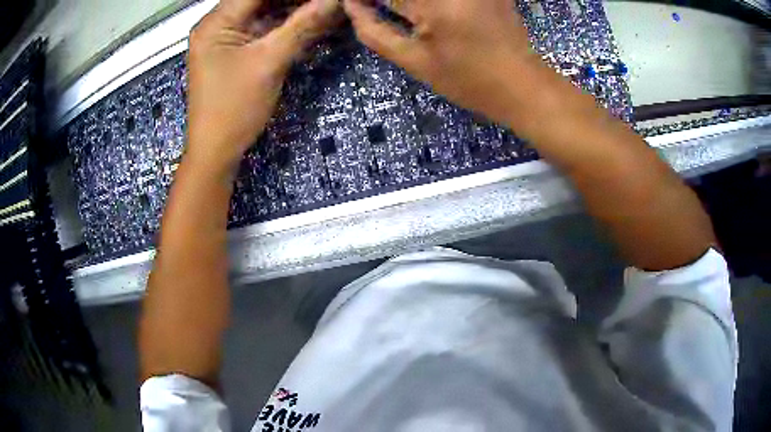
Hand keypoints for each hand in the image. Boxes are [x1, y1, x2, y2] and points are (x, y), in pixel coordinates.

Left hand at [187, 0, 339, 171]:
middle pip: (261, 0)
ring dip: (294, 9)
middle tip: (328, 3)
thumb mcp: (270, 62)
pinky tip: (311, 19)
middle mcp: (217, 23)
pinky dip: (285, 24)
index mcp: (216, 22)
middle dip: (296, 0)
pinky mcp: (234, 49)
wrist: (216, 151)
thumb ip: (303, 24)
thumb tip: (335, 0)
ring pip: (264, 11)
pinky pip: (262, 27)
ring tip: (324, 9)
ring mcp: (225, 36)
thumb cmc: (235, 109)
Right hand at [344, 0, 537, 122]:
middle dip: (390, 1)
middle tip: (375, 9)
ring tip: (409, 16)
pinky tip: (427, 13)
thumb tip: (351, 5)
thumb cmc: (468, 81)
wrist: (522, 85)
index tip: (357, 5)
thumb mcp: (415, 62)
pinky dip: (427, 3)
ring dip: (408, 3)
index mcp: (433, 4)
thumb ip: (375, 32)